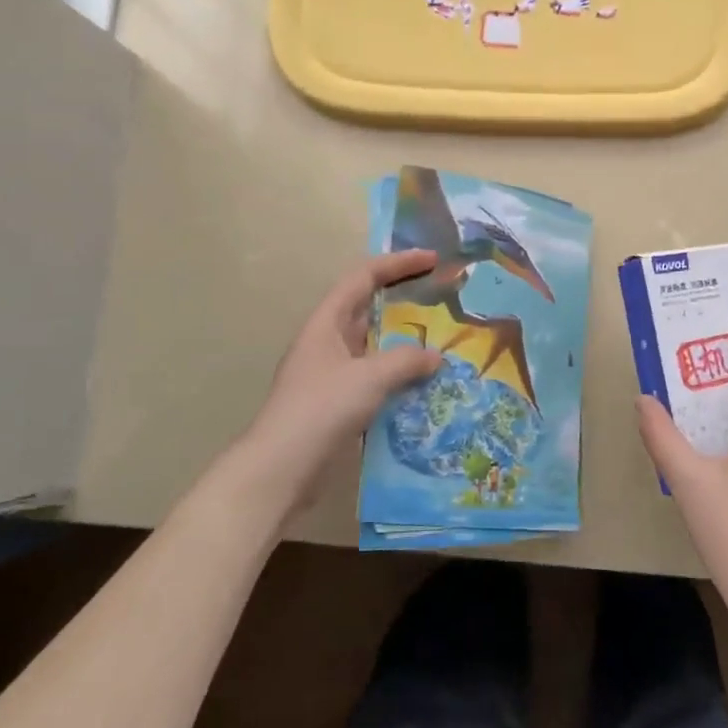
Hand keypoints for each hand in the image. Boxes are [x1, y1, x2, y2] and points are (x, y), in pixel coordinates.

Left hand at [236, 250, 443, 512]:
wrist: (282, 468)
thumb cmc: (322, 409)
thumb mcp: (369, 377)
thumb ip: (406, 361)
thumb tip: (435, 357)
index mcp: (326, 323)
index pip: (363, 277)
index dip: (397, 264)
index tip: (432, 260)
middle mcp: (328, 342)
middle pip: (369, 308)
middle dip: (405, 301)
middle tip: (444, 300)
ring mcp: (333, 374)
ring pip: (375, 346)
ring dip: (406, 343)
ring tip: (444, 342)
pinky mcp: (339, 403)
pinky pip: (376, 378)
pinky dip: (401, 376)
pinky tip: (427, 385)